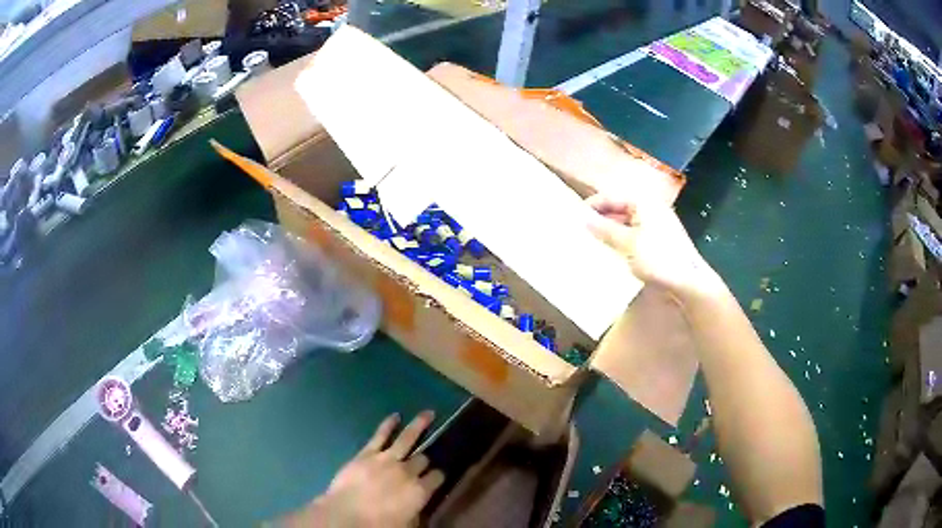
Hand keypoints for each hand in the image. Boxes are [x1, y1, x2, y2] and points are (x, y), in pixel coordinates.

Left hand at [282, 412, 443, 527]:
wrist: (346, 514)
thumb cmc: (378, 525)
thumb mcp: (406, 524)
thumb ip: (416, 512)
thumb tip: (418, 507)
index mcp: (420, 491)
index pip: (437, 477)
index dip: (439, 476)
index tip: (438, 476)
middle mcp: (407, 472)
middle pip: (423, 459)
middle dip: (425, 459)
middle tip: (424, 460)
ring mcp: (387, 459)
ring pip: (408, 438)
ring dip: (419, 425)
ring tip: (428, 413)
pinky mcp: (367, 453)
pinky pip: (380, 436)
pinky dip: (388, 425)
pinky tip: (395, 416)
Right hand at [586, 195, 718, 296]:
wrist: (688, 282)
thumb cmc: (658, 258)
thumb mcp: (627, 243)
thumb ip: (605, 230)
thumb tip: (583, 219)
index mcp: (644, 203)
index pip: (612, 196)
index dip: (593, 205)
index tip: (575, 217)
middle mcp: (651, 209)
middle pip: (620, 208)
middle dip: (601, 218)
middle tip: (582, 231)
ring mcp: (658, 226)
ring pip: (628, 223)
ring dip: (611, 231)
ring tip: (594, 242)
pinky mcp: (660, 242)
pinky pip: (636, 235)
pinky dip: (622, 240)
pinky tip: (613, 253)